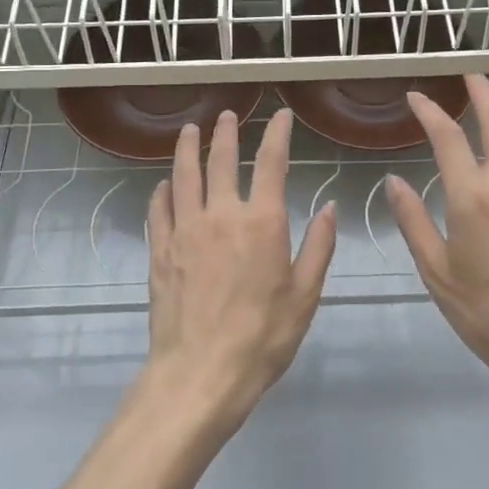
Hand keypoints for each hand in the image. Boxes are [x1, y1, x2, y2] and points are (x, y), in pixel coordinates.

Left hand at [144, 108, 337, 428]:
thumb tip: (329, 206)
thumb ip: (319, 246)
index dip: (277, 133)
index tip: (280, 116)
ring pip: (184, 175)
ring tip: (190, 130)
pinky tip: (165, 184)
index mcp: (262, 221)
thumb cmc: (263, 337)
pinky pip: (159, 209)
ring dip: (188, 148)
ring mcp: (185, 229)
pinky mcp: (160, 250)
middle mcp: (221, 214)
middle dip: (226, 132)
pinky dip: (163, 190)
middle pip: (222, 160)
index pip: (271, 162)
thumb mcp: (305, 295)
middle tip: (226, 115)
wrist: (201, 373)